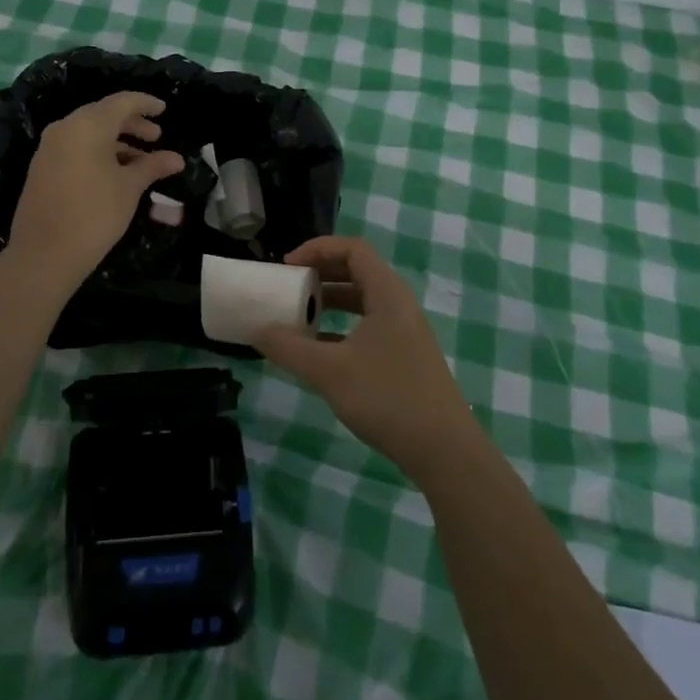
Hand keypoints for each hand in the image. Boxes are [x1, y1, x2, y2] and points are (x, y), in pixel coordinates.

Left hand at [7, 92, 183, 287]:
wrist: (44, 254)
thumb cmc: (95, 214)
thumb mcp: (130, 188)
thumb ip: (153, 166)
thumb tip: (176, 159)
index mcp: (87, 125)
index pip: (122, 102)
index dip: (145, 103)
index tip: (164, 109)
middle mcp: (65, 128)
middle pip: (103, 115)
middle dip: (132, 124)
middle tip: (156, 137)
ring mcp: (49, 148)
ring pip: (89, 133)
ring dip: (117, 141)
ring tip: (141, 161)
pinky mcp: (42, 167)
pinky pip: (76, 148)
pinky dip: (98, 152)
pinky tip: (116, 173)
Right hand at [252, 237, 480, 483]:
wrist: (444, 451)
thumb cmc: (387, 398)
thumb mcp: (329, 372)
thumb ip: (288, 348)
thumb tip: (255, 330)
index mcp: (387, 293)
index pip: (353, 248)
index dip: (318, 248)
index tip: (288, 266)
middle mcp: (399, 305)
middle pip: (357, 271)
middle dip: (320, 273)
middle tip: (289, 286)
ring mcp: (405, 332)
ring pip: (362, 301)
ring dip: (329, 302)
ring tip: (299, 317)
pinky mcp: (405, 357)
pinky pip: (368, 326)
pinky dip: (341, 328)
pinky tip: (319, 352)